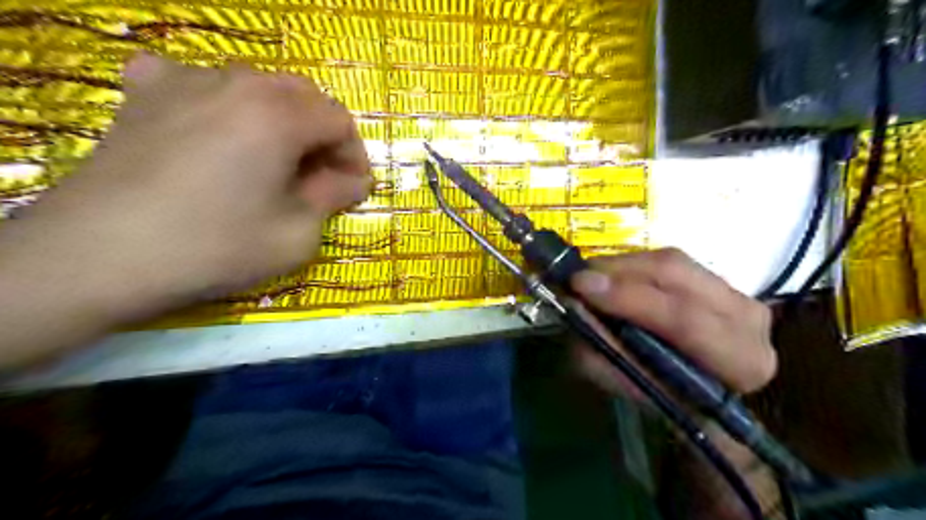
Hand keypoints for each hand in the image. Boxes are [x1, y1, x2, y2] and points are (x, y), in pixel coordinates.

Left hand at [4, 53, 371, 319]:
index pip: (340, 122)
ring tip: (270, 159)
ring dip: (279, 120)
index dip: (354, 156)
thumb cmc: (217, 246)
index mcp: (280, 116)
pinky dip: (220, 103)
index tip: (351, 188)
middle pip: (303, 96)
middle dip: (321, 135)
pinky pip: (197, 82)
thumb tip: (354, 181)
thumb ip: (334, 197)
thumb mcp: (298, 233)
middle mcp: (237, 84)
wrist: (102, 255)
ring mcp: (186, 82)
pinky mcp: (145, 94)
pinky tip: (213, 129)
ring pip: (256, 86)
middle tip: (318, 175)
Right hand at [569, 247, 774, 519]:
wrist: (704, 392)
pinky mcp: (720, 278)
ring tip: (591, 278)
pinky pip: (669, 260)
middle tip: (578, 277)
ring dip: (622, 266)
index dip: (629, 299)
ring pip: (671, 261)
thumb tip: (576, 307)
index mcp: (740, 362)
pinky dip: (633, 265)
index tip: (581, 286)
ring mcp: (738, 292)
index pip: (684, 320)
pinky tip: (614, 276)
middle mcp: (750, 320)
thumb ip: (603, 352)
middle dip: (619, 273)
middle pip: (677, 276)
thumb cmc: (669, 398)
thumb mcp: (630, 387)